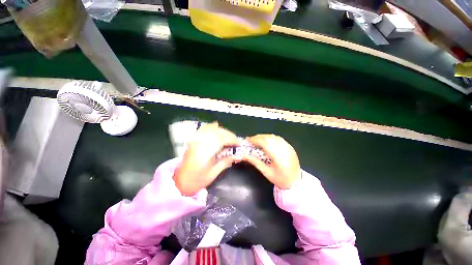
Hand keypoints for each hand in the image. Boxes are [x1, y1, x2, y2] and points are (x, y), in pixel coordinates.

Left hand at [173, 123, 239, 195]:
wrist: (180, 182)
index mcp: (205, 152)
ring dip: (221, 131)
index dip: (232, 140)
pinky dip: (210, 127)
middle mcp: (200, 143)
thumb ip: (226, 161)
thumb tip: (239, 155)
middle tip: (235, 141)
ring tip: (228, 136)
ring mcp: (195, 140)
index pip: (222, 140)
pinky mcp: (193, 140)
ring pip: (210, 129)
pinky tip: (215, 127)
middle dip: (229, 135)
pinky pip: (202, 129)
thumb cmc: (198, 180)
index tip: (239, 144)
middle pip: (217, 132)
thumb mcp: (214, 173)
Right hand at [242, 134, 300, 189]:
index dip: (255, 140)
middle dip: (258, 137)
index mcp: (278, 157)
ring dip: (264, 137)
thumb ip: (254, 162)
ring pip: (274, 137)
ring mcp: (288, 147)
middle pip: (269, 138)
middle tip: (250, 140)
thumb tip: (244, 155)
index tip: (247, 140)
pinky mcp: (290, 147)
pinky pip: (279, 139)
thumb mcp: (265, 172)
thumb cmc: (279, 179)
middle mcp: (284, 149)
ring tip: (257, 140)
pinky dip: (270, 138)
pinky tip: (266, 140)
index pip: (264, 143)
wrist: (296, 183)